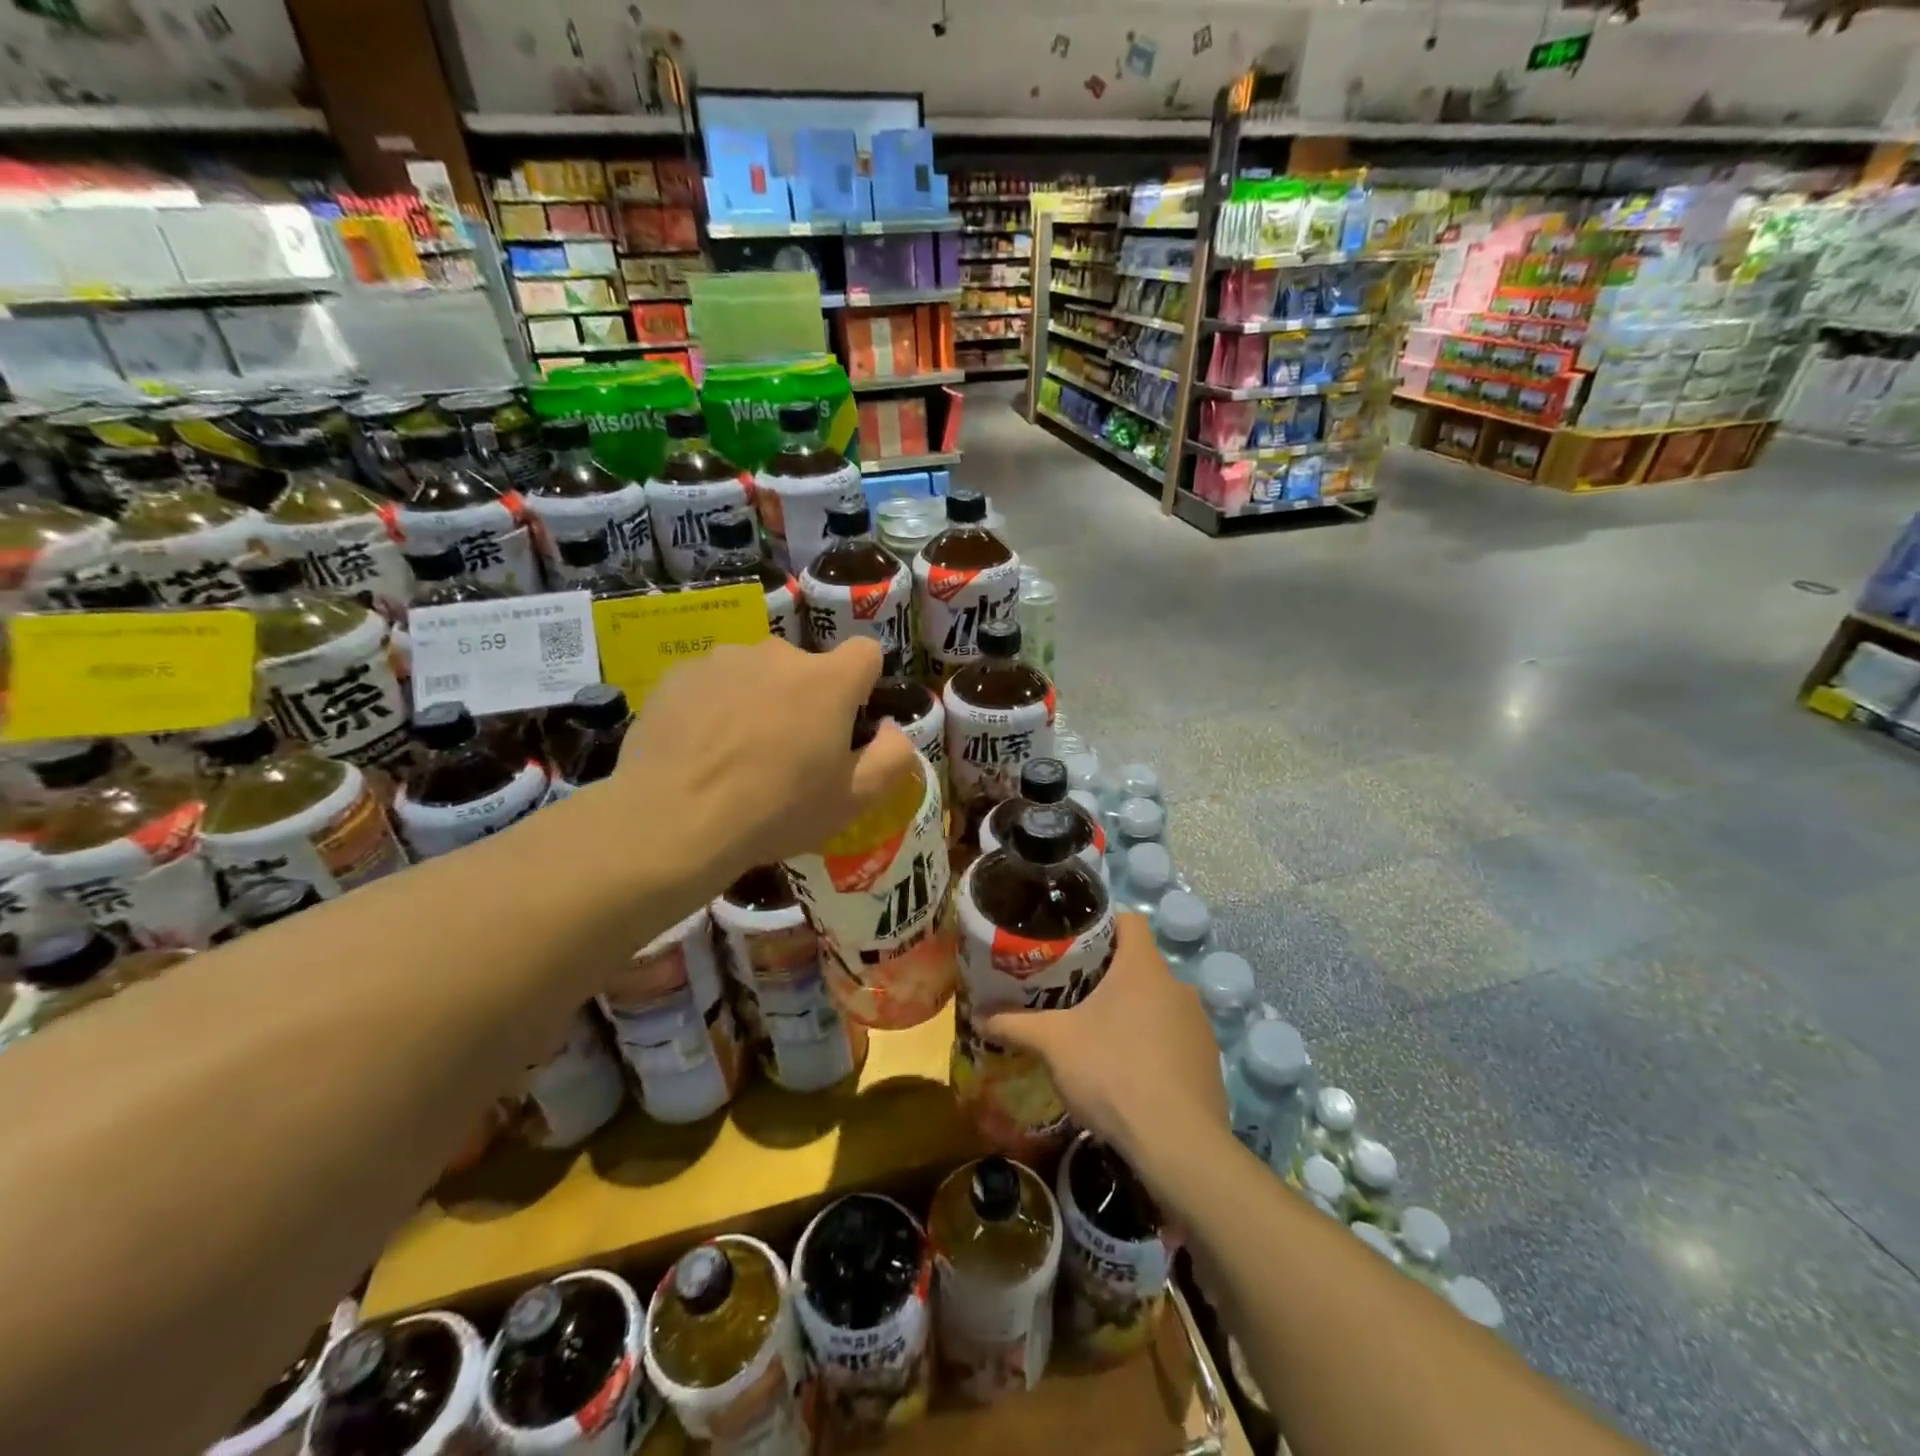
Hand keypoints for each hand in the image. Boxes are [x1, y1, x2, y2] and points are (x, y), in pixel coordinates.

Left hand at [611, 636, 917, 887]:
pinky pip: (713, 683)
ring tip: (737, 754)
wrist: (673, 821)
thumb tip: (891, 729)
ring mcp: (723, 659)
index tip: (847, 721)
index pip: (866, 652)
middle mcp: (777, 654)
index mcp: (827, 680)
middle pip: (806, 668)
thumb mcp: (854, 800)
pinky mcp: (679, 675)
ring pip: (757, 673)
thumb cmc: (775, 811)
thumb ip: (893, 757)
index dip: (863, 684)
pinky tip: (700, 750)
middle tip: (788, 753)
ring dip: (759, 700)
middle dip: (806, 699)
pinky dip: (715, 706)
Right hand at [981, 914, 1228, 1178]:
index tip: (1074, 943)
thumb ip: (1016, 1025)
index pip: (1129, 920)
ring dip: (1132, 1012)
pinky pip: (1174, 1037)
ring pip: (1157, 1002)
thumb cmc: (1113, 1072)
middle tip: (1073, 993)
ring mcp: (1198, 1024)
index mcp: (1143, 967)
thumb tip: (980, 1016)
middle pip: (1140, 964)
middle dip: (1108, 975)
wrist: (1177, 1143)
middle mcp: (1178, 985)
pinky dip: (1152, 1044)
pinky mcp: (1208, 1059)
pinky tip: (1130, 1072)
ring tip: (1098, 1035)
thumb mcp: (1054, 1044)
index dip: (1101, 924)